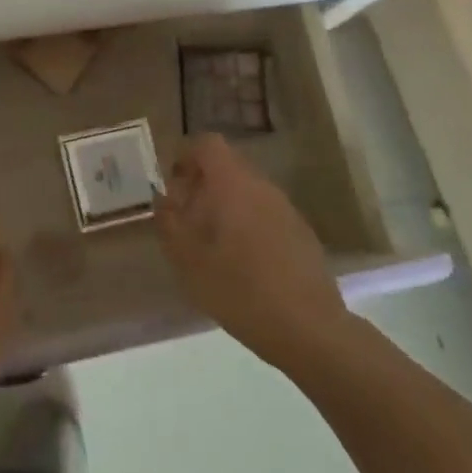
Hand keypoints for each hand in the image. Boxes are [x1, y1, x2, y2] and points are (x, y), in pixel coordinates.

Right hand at [155, 135, 349, 366]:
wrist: (308, 329)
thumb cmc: (238, 288)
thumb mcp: (187, 259)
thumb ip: (168, 222)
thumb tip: (162, 198)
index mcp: (232, 183)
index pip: (208, 144)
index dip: (186, 155)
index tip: (173, 183)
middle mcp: (261, 186)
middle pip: (228, 167)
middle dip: (203, 184)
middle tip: (187, 218)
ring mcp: (286, 209)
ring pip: (248, 191)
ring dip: (226, 206)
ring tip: (212, 245)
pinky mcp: (302, 234)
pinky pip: (266, 214)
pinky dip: (249, 226)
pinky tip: (244, 265)